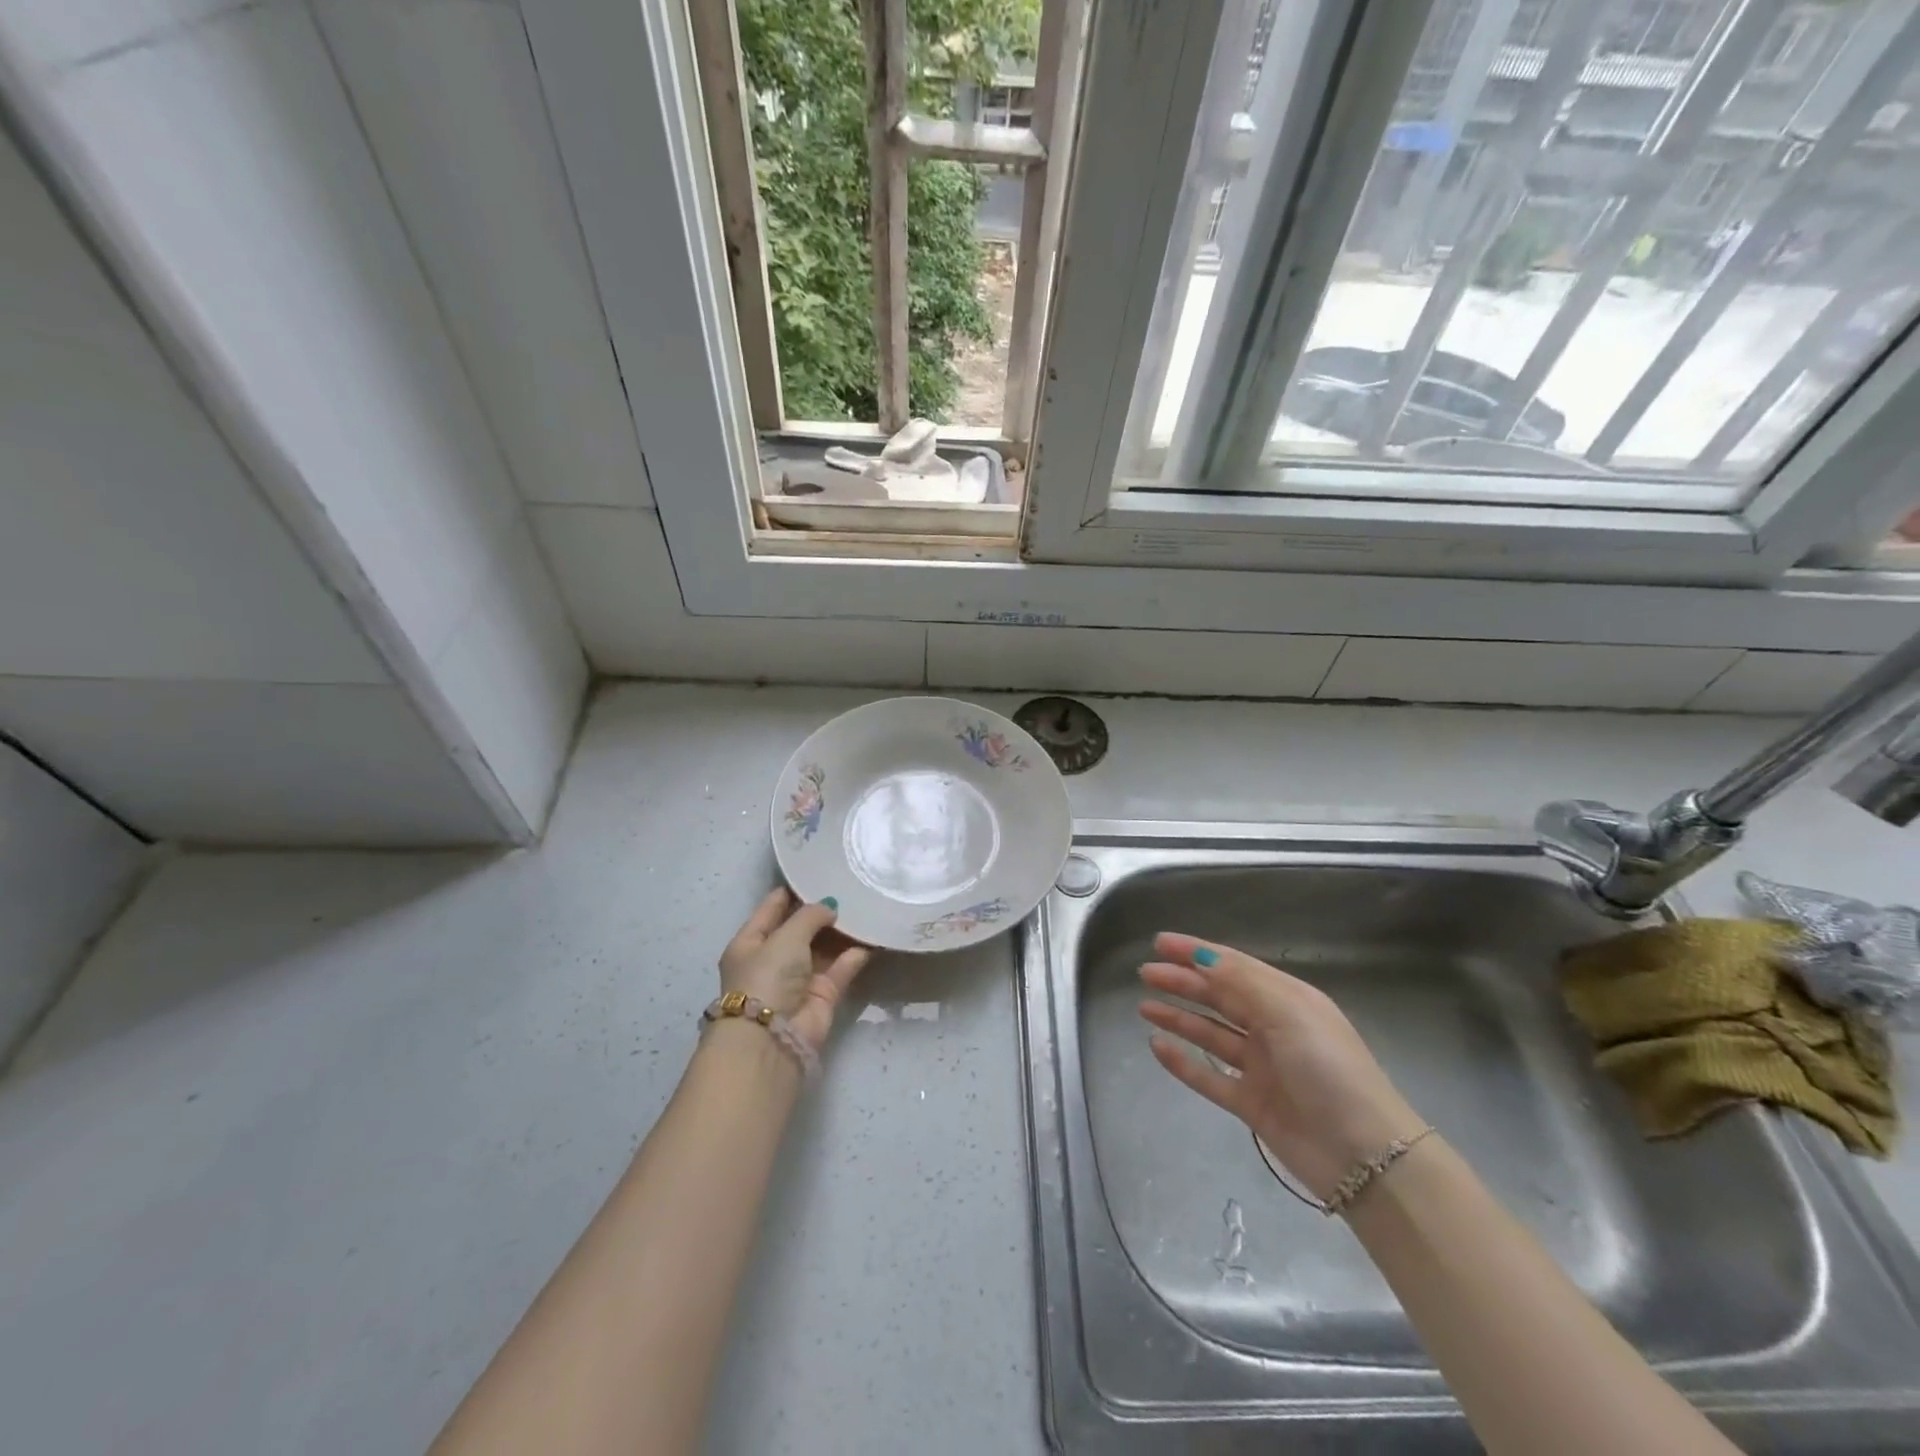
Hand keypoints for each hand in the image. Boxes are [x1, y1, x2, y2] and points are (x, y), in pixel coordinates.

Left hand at [720, 889, 870, 1052]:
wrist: (772, 1038)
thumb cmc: (767, 978)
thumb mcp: (785, 937)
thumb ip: (810, 916)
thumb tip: (830, 906)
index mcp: (751, 942)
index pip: (773, 907)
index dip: (795, 889)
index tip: (821, 871)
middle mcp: (774, 959)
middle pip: (802, 927)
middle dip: (824, 909)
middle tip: (852, 886)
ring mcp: (799, 978)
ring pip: (825, 947)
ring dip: (843, 930)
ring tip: (867, 904)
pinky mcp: (823, 995)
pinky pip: (842, 967)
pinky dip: (856, 953)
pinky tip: (874, 934)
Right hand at [1138, 932, 1426, 1203]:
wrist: (1365, 1155)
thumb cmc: (1328, 1068)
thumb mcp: (1288, 1012)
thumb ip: (1241, 982)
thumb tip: (1202, 955)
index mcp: (1286, 1000)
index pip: (1234, 966)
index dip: (1196, 952)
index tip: (1160, 943)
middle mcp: (1272, 1028)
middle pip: (1219, 997)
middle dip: (1182, 981)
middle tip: (1145, 973)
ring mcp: (1261, 1067)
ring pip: (1210, 1034)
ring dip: (1179, 1017)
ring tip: (1144, 1006)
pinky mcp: (1251, 1103)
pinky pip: (1208, 1076)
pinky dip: (1183, 1061)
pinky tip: (1157, 1046)